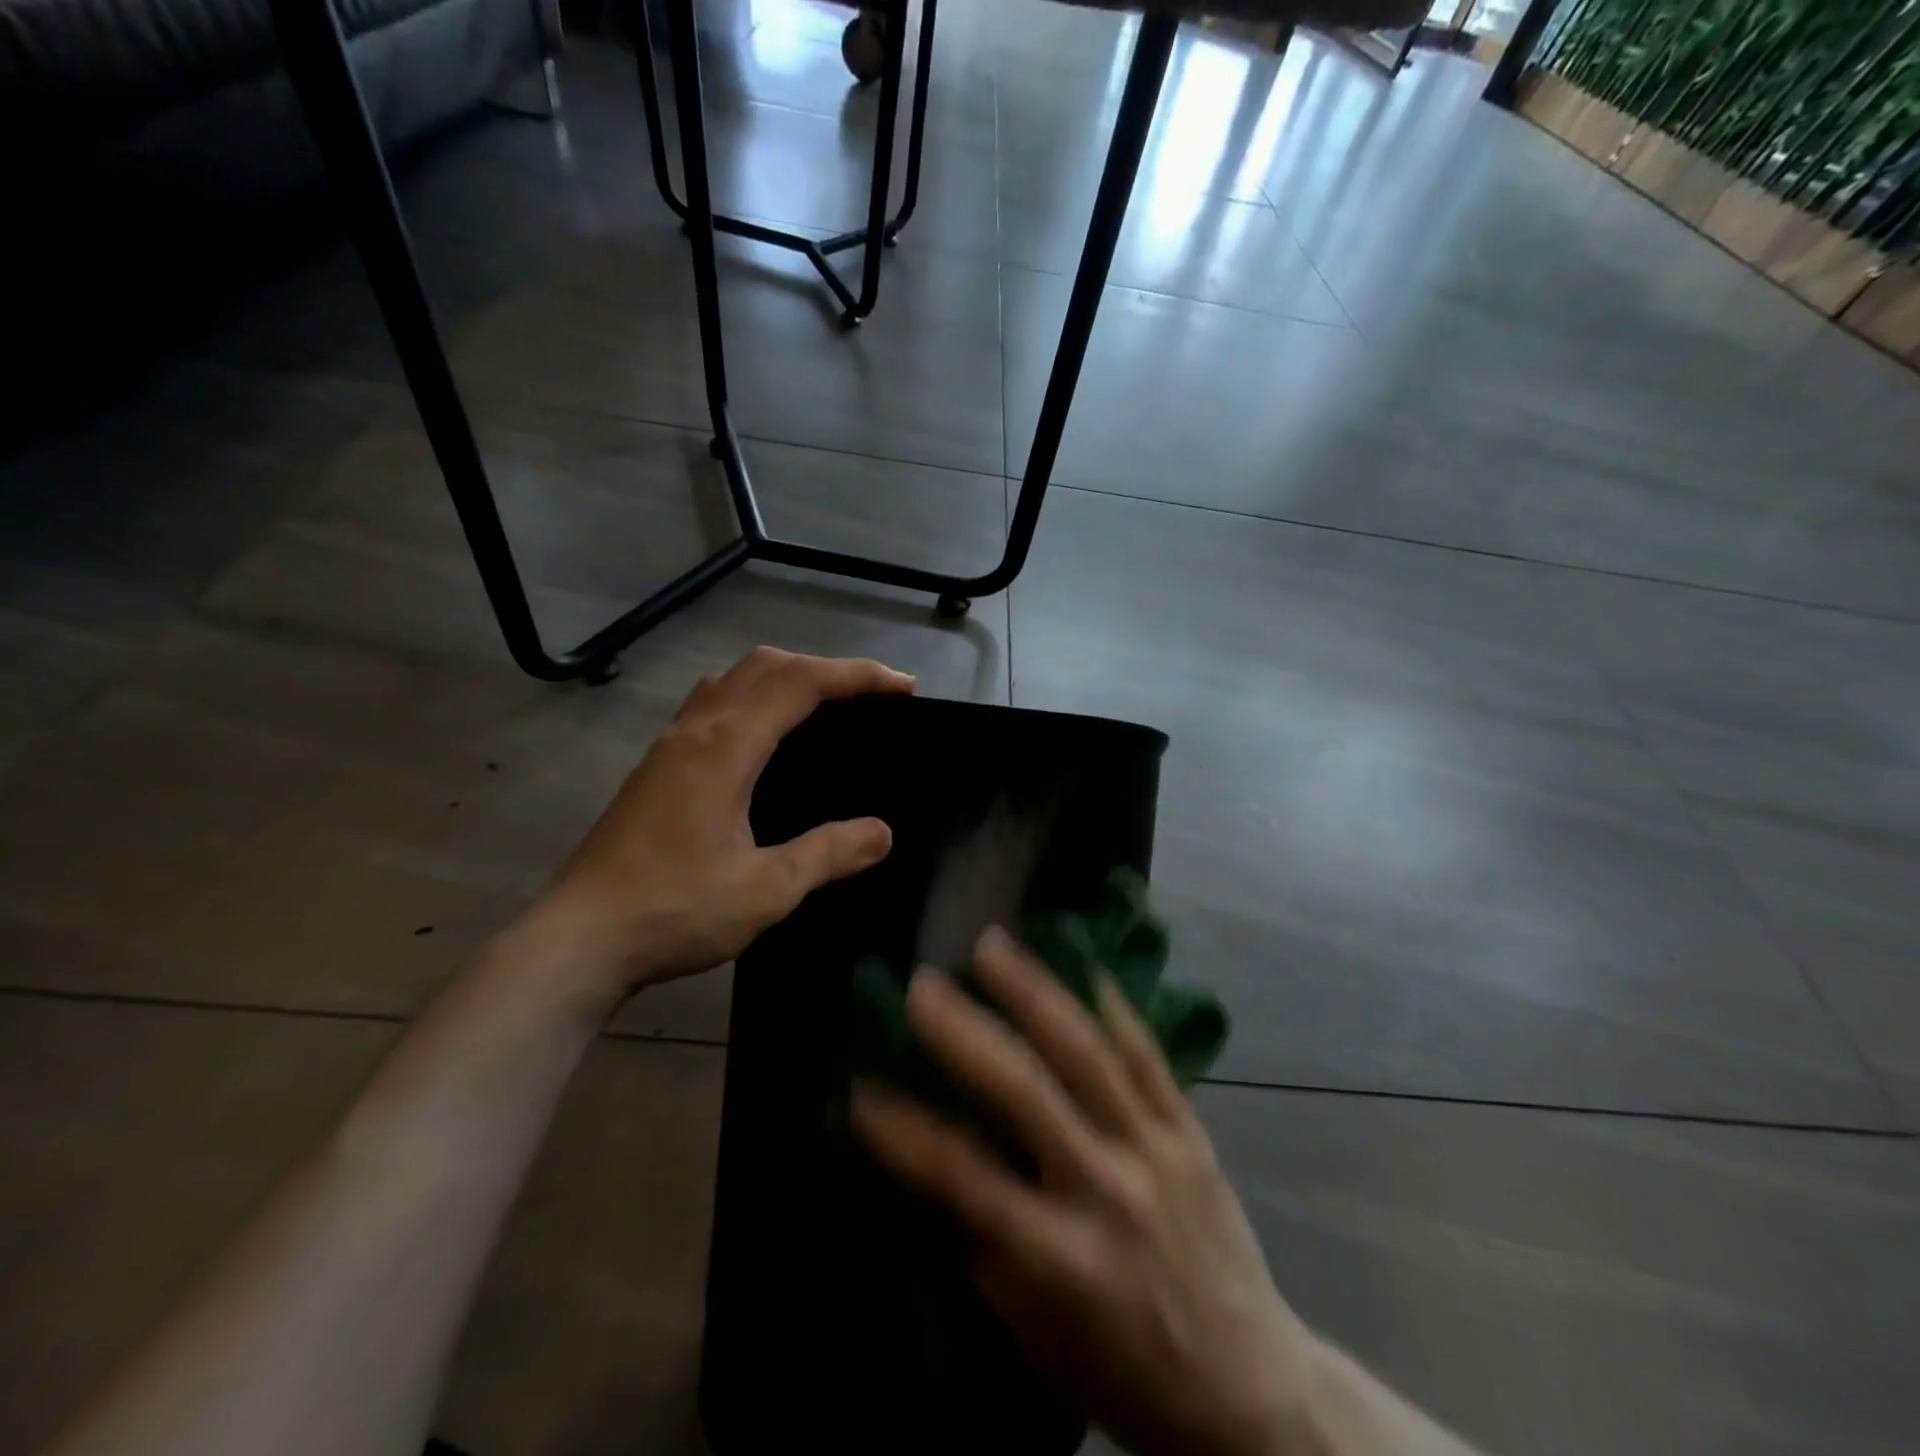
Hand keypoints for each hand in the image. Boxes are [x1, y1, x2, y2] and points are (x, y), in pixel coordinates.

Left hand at [522, 647, 914, 1005]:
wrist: (578, 940)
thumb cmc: (674, 911)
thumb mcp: (765, 890)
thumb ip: (828, 854)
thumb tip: (882, 832)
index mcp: (726, 747)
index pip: (801, 683)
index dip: (857, 676)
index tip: (902, 686)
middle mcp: (696, 731)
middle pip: (765, 665)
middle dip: (824, 667)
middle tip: (869, 695)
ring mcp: (668, 746)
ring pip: (732, 679)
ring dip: (784, 676)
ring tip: (823, 706)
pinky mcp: (655, 767)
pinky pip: (711, 703)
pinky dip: (752, 697)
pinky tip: (763, 739)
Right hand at [851, 930, 1315, 1455]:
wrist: (1256, 1392)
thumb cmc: (1131, 1374)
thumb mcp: (1042, 1340)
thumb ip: (990, 1255)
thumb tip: (940, 1180)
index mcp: (1063, 1258)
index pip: (967, 1179)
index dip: (906, 1133)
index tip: (859, 1088)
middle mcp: (1107, 1188)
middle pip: (1028, 1094)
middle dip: (967, 1034)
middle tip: (922, 986)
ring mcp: (1155, 1149)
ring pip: (1088, 1054)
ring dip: (1035, 993)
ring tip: (993, 946)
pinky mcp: (1191, 1132)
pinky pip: (1148, 1057)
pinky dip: (1114, 1006)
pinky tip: (1084, 961)